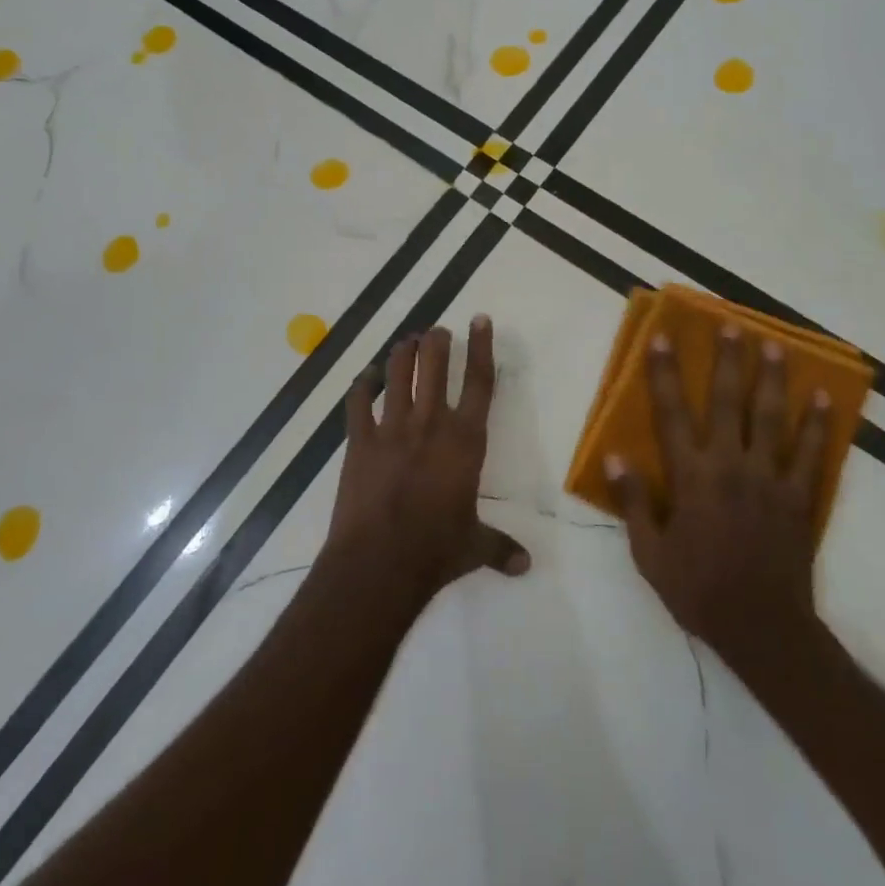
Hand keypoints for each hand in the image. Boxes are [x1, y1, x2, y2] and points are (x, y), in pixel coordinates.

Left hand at [326, 317, 530, 606]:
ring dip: (402, 353)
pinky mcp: (359, 441)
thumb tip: (527, 565)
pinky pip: (358, 402)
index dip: (481, 347)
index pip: (479, 381)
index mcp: (465, 440)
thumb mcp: (474, 547)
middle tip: (437, 331)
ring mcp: (392, 428)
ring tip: (407, 341)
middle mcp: (430, 423)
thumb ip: (500, 547)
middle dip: (437, 342)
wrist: (380, 562)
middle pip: (435, 365)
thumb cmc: (436, 550)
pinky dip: (361, 386)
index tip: (479, 319)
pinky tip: (365, 377)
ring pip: (397, 374)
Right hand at [607, 325, 829, 669]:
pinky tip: (823, 398)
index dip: (664, 373)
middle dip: (728, 360)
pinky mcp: (798, 497)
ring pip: (771, 417)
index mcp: (691, 476)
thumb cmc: (698, 590)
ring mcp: (769, 478)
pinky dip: (817, 424)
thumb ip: (633, 503)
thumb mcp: (650, 554)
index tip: (662, 338)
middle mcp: (730, 465)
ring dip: (773, 378)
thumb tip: (616, 458)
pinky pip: (811, 453)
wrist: (763, 628)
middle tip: (732, 324)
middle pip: (729, 402)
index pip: (672, 413)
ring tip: (776, 345)